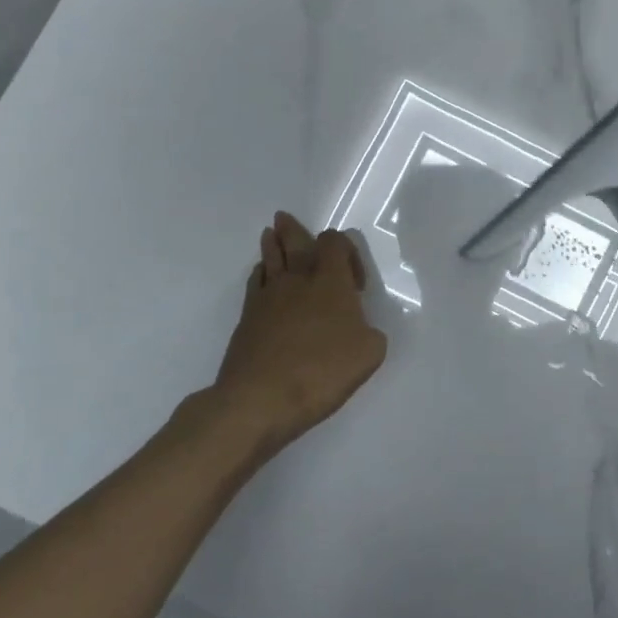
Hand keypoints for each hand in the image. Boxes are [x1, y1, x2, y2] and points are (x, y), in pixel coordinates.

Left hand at [208, 212, 389, 451]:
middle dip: (294, 230)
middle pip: (295, 242)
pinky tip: (261, 276)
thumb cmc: (321, 371)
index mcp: (330, 281)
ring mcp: (267, 297)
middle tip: (284, 217)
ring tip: (270, 233)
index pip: (335, 243)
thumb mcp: (369, 353)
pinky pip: (255, 283)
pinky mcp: (247, 318)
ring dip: (273, 244)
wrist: (259, 399)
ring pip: (270, 259)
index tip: (355, 285)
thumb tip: (359, 328)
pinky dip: (260, 274)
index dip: (347, 251)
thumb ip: (370, 332)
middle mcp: (298, 279)